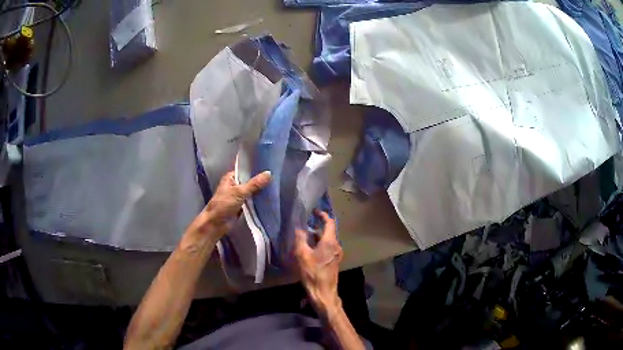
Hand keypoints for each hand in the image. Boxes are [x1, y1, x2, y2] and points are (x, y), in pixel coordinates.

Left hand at [188, 170, 271, 238]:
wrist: (216, 224)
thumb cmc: (223, 205)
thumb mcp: (239, 192)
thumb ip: (254, 184)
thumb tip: (269, 173)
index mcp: (231, 177)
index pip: (245, 169)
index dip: (256, 168)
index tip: (270, 165)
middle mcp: (235, 185)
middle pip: (250, 181)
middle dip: (260, 180)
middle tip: (276, 176)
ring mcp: (238, 196)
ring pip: (252, 191)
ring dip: (260, 191)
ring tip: (276, 186)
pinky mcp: (242, 206)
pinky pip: (252, 201)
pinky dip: (259, 200)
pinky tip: (270, 198)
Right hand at [294, 210, 342, 313]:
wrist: (324, 293)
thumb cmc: (313, 274)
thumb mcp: (302, 255)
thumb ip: (300, 239)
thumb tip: (299, 228)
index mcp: (330, 242)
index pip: (329, 223)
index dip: (322, 215)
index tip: (314, 212)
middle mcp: (336, 246)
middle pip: (328, 232)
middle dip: (316, 227)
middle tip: (304, 226)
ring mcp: (337, 255)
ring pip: (327, 241)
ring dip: (317, 237)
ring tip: (304, 238)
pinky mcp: (334, 262)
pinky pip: (328, 248)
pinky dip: (319, 245)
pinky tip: (309, 250)